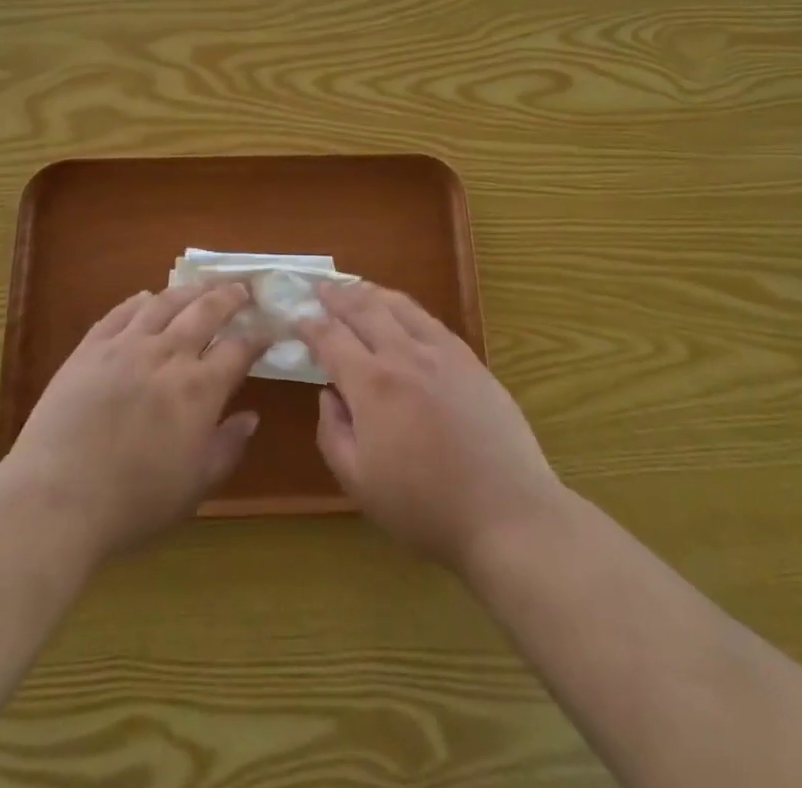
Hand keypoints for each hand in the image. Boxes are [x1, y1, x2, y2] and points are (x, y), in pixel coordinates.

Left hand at [0, 282, 265, 561]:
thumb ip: (227, 447)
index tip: (267, 332)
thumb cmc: (133, 503)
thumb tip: (250, 417)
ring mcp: (126, 346)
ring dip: (189, 290)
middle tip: (242, 289)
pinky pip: (121, 312)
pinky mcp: (91, 348)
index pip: (238, 349)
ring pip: (165, 302)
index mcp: (199, 389)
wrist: (56, 499)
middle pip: (206, 311)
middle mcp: (168, 355)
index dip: (257, 338)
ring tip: (201, 286)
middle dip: (229, 297)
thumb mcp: (195, 487)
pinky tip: (147, 298)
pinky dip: (140, 301)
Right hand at [298, 282, 568, 574]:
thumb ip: (332, 433)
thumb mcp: (358, 483)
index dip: (309, 325)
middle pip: (364, 309)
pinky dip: (406, 308)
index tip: (295, 319)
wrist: (506, 512)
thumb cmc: (425, 507)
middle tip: (320, 289)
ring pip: (399, 306)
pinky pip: (430, 320)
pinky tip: (402, 313)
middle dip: (337, 296)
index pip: (331, 338)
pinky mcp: (469, 360)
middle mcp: (404, 355)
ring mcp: (441, 352)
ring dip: (371, 293)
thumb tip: (328, 394)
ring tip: (355, 288)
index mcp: (372, 384)